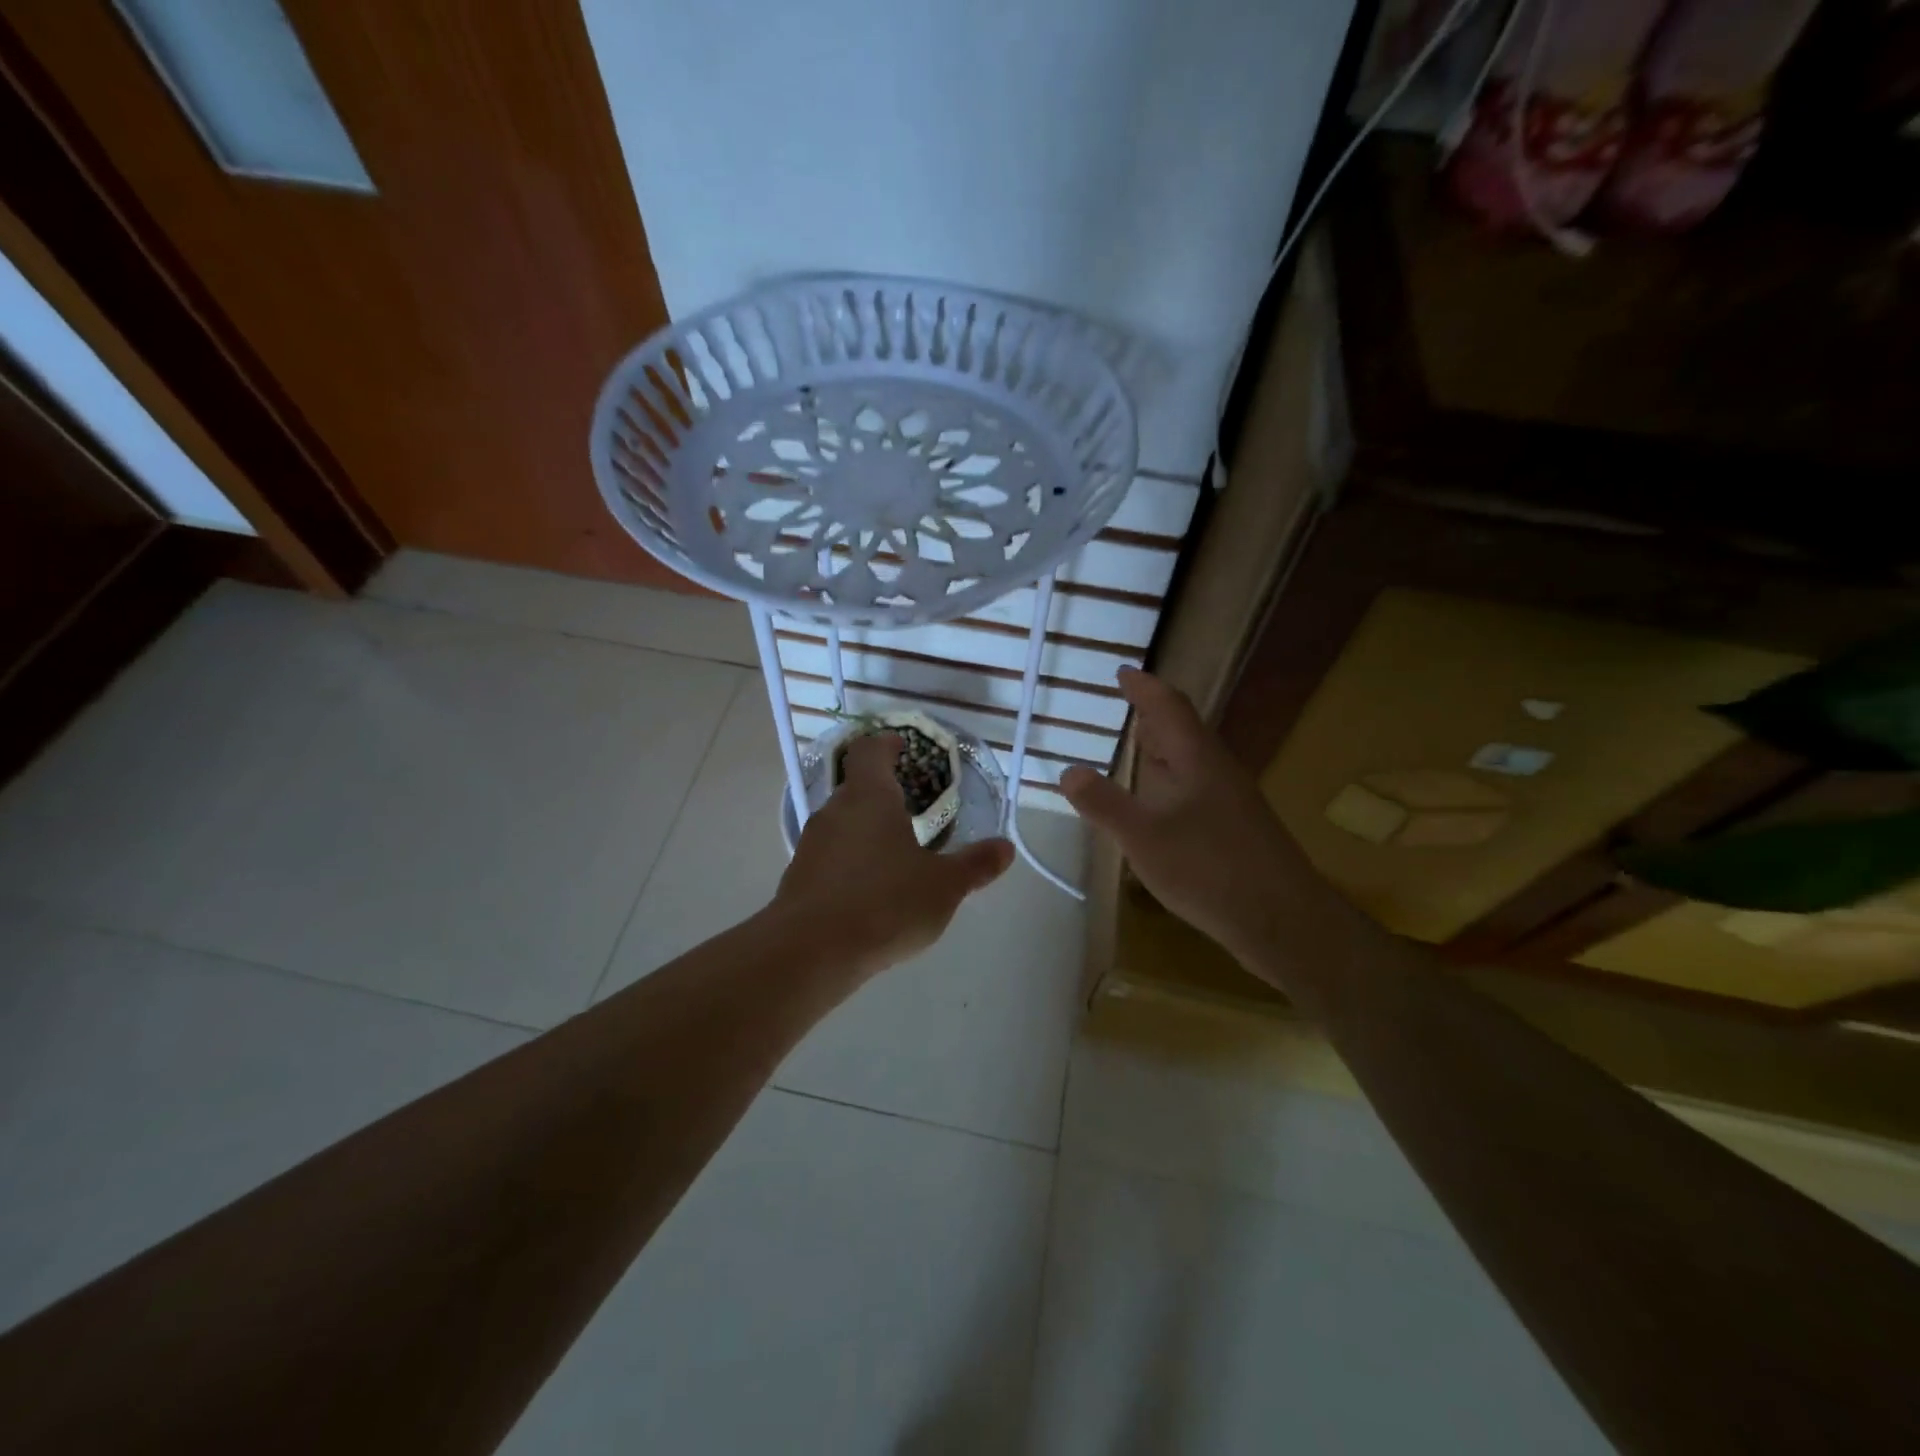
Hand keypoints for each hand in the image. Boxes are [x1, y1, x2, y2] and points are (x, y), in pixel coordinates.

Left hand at [774, 733, 1013, 980]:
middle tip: (912, 809)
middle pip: (856, 787)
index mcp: (869, 797)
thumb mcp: (944, 886)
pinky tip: (870, 889)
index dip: (886, 744)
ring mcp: (812, 844)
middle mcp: (835, 811)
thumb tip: (1005, 848)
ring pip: (842, 823)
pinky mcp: (798, 877)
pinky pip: (830, 856)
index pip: (870, 751)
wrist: (812, 952)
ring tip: (895, 852)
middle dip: (883, 794)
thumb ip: (975, 864)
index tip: (902, 747)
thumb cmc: (885, 903)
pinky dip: (850, 860)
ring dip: (866, 829)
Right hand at [1060, 669, 1297, 963]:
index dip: (1144, 688)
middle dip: (1155, 716)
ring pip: (1193, 763)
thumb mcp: (1144, 838)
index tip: (1122, 672)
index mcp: (1198, 760)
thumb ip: (1105, 804)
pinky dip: (1172, 783)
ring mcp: (1232, 802)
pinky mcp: (1237, 831)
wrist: (1283, 921)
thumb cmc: (1210, 870)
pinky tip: (1161, 807)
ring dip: (1164, 751)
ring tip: (1139, 749)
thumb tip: (1068, 770)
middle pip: (1185, 732)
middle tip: (1128, 705)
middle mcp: (1218, 772)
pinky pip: (1198, 790)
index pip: (1169, 707)